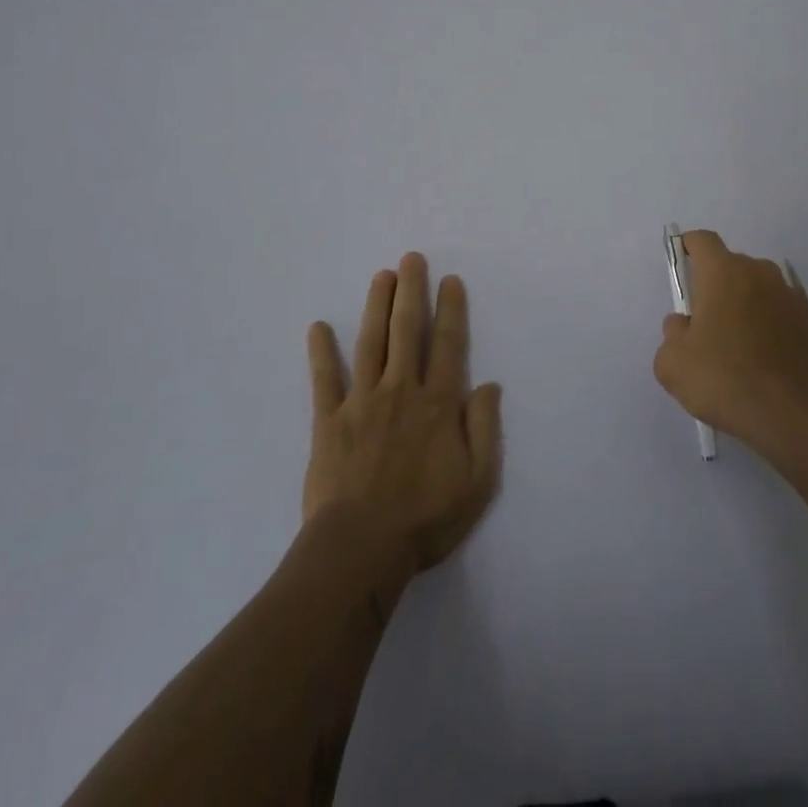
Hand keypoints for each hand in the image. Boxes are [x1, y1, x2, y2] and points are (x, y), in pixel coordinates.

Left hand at [304, 253, 503, 578]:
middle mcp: (401, 390)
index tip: (450, 280)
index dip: (450, 309)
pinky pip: (325, 379)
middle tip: (411, 258)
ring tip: (381, 276)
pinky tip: (318, 327)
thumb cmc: (426, 518)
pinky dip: (321, 352)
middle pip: (407, 330)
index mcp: (438, 403)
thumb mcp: (477, 481)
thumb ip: (485, 429)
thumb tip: (488, 385)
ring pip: (371, 342)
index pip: (447, 344)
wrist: (362, 548)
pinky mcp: (329, 421)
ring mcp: (362, 402)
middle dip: (411, 291)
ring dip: (376, 306)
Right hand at [654, 230, 807, 456]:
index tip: (680, 270)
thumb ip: (671, 334)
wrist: (797, 416)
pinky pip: (778, 311)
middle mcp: (759, 272)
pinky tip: (761, 358)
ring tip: (735, 346)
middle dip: (714, 286)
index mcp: (723, 271)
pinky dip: (767, 324)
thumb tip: (684, 324)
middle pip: (729, 265)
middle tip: (704, 324)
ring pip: (756, 288)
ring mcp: (789, 295)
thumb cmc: (726, 379)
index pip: (702, 241)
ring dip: (743, 304)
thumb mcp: (673, 364)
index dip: (687, 249)